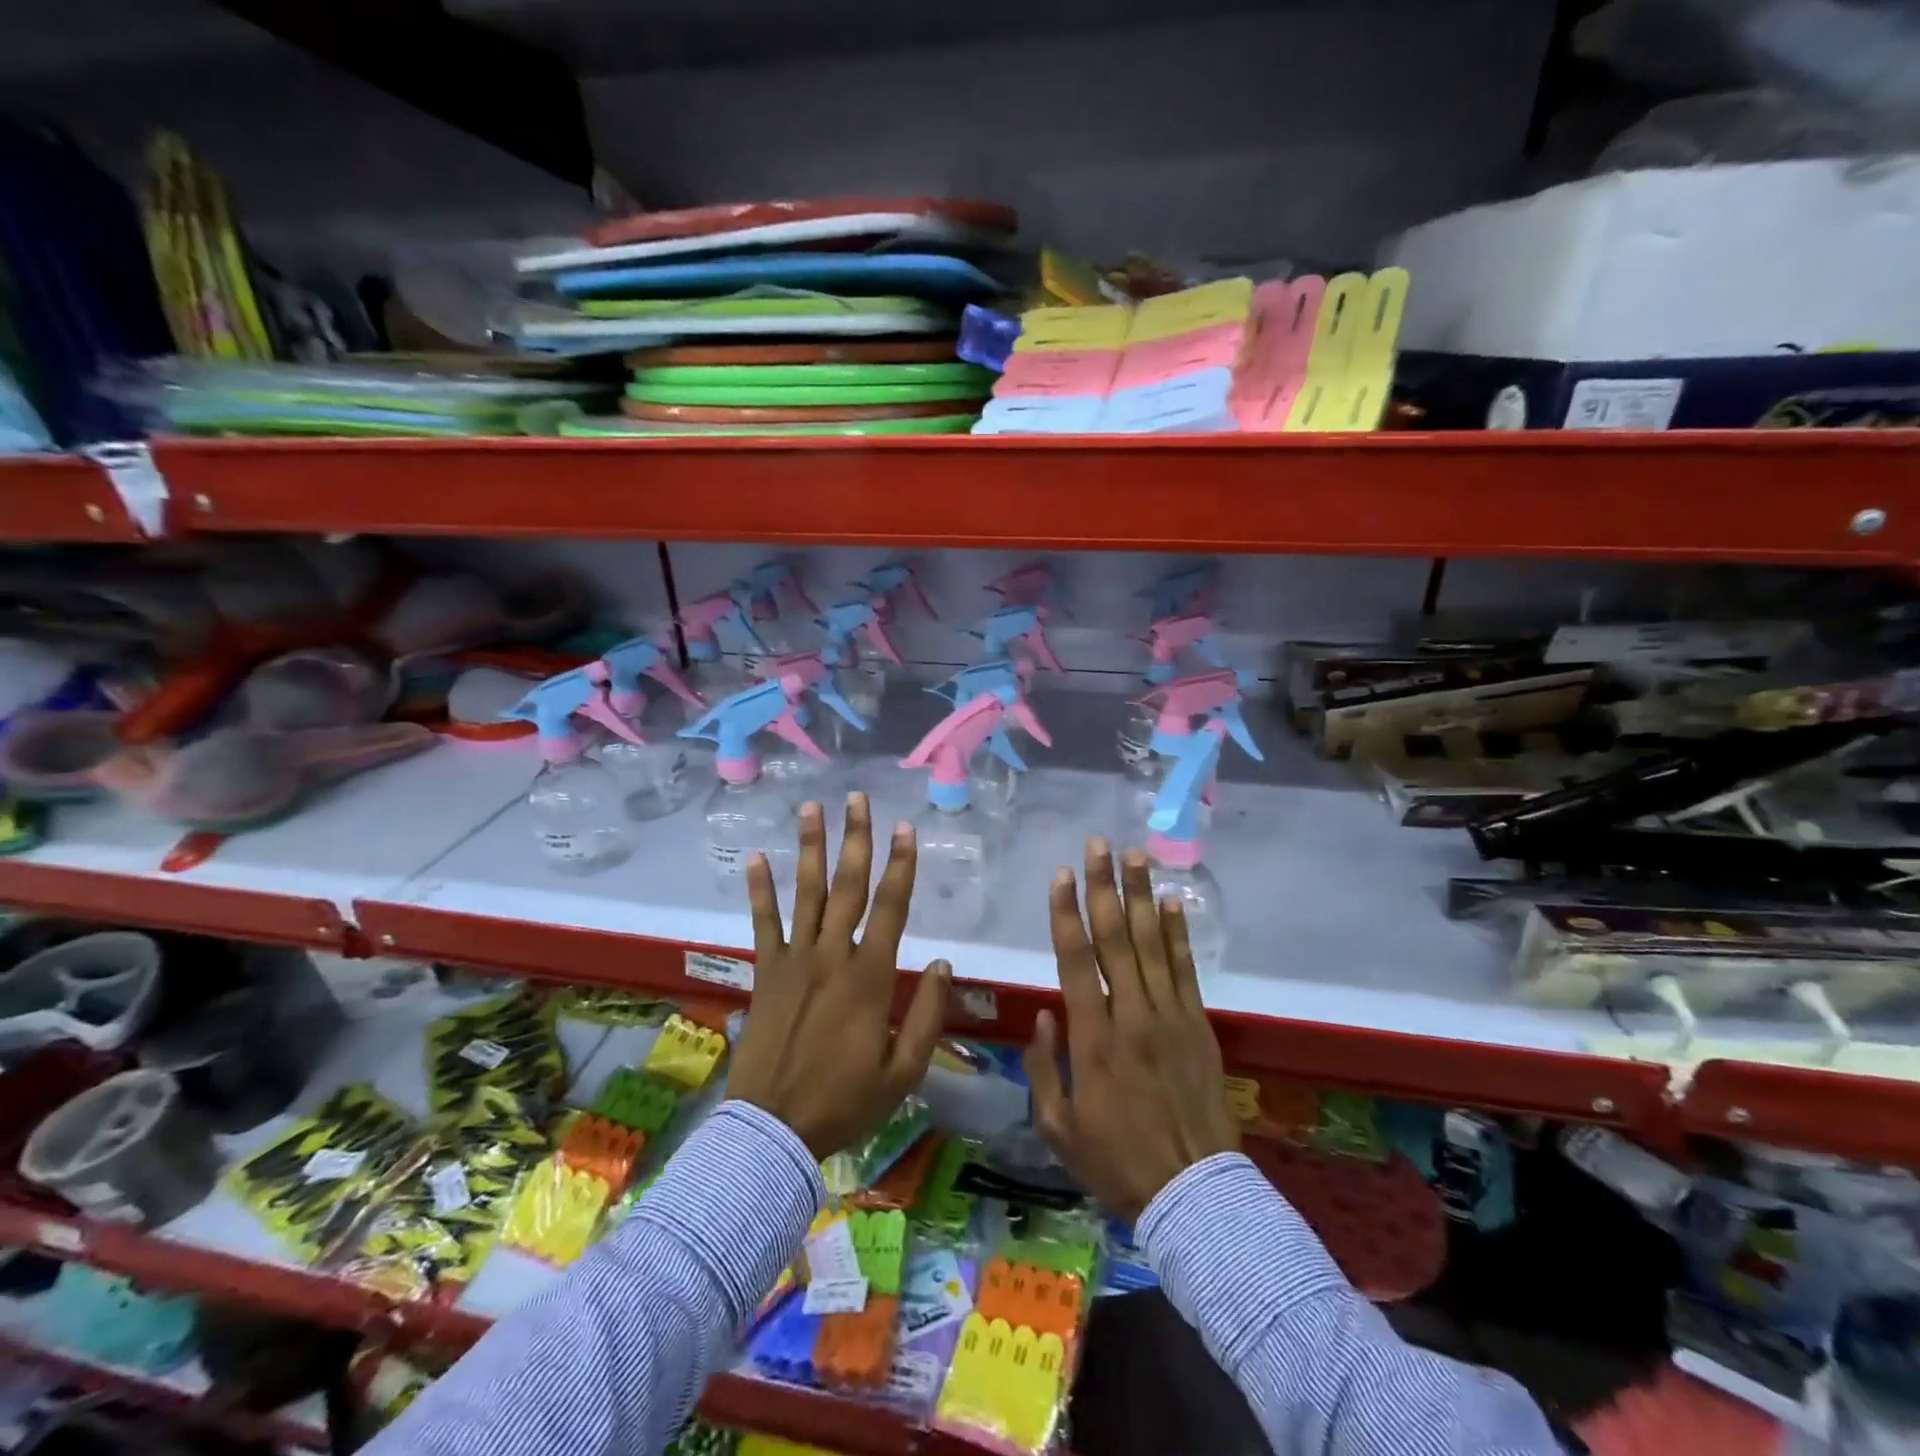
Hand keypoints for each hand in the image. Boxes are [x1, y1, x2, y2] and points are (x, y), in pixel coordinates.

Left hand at [729, 793, 950, 1158]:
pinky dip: (759, 890)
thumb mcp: (902, 1072)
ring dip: (810, 847)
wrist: (772, 1131)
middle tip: (857, 798)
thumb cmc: (844, 1102)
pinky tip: (756, 857)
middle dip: (856, 839)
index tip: (905, 828)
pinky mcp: (765, 972)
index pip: (892, 908)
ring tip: (812, 808)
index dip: (902, 865)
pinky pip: (762, 923)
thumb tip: (945, 964)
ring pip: (805, 892)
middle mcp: (832, 956)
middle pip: (848, 886)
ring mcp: (794, 960)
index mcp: (870, 978)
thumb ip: (927, 1016)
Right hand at [1024, 840, 1239, 1220]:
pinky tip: (1171, 902)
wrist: (1193, 1194)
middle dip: (1104, 886)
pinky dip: (1178, 933)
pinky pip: (1187, 969)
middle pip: (1115, 938)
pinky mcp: (1199, 1025)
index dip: (1066, 914)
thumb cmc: (1117, 1161)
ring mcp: (1171, 1017)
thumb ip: (1044, 1066)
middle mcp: (1132, 1015)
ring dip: (1141, 896)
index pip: (1075, 960)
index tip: (1060, 875)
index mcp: (1093, 1039)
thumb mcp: (1059, 1126)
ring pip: (1152, 944)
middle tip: (1098, 845)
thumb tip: (1045, 1013)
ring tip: (1135, 855)